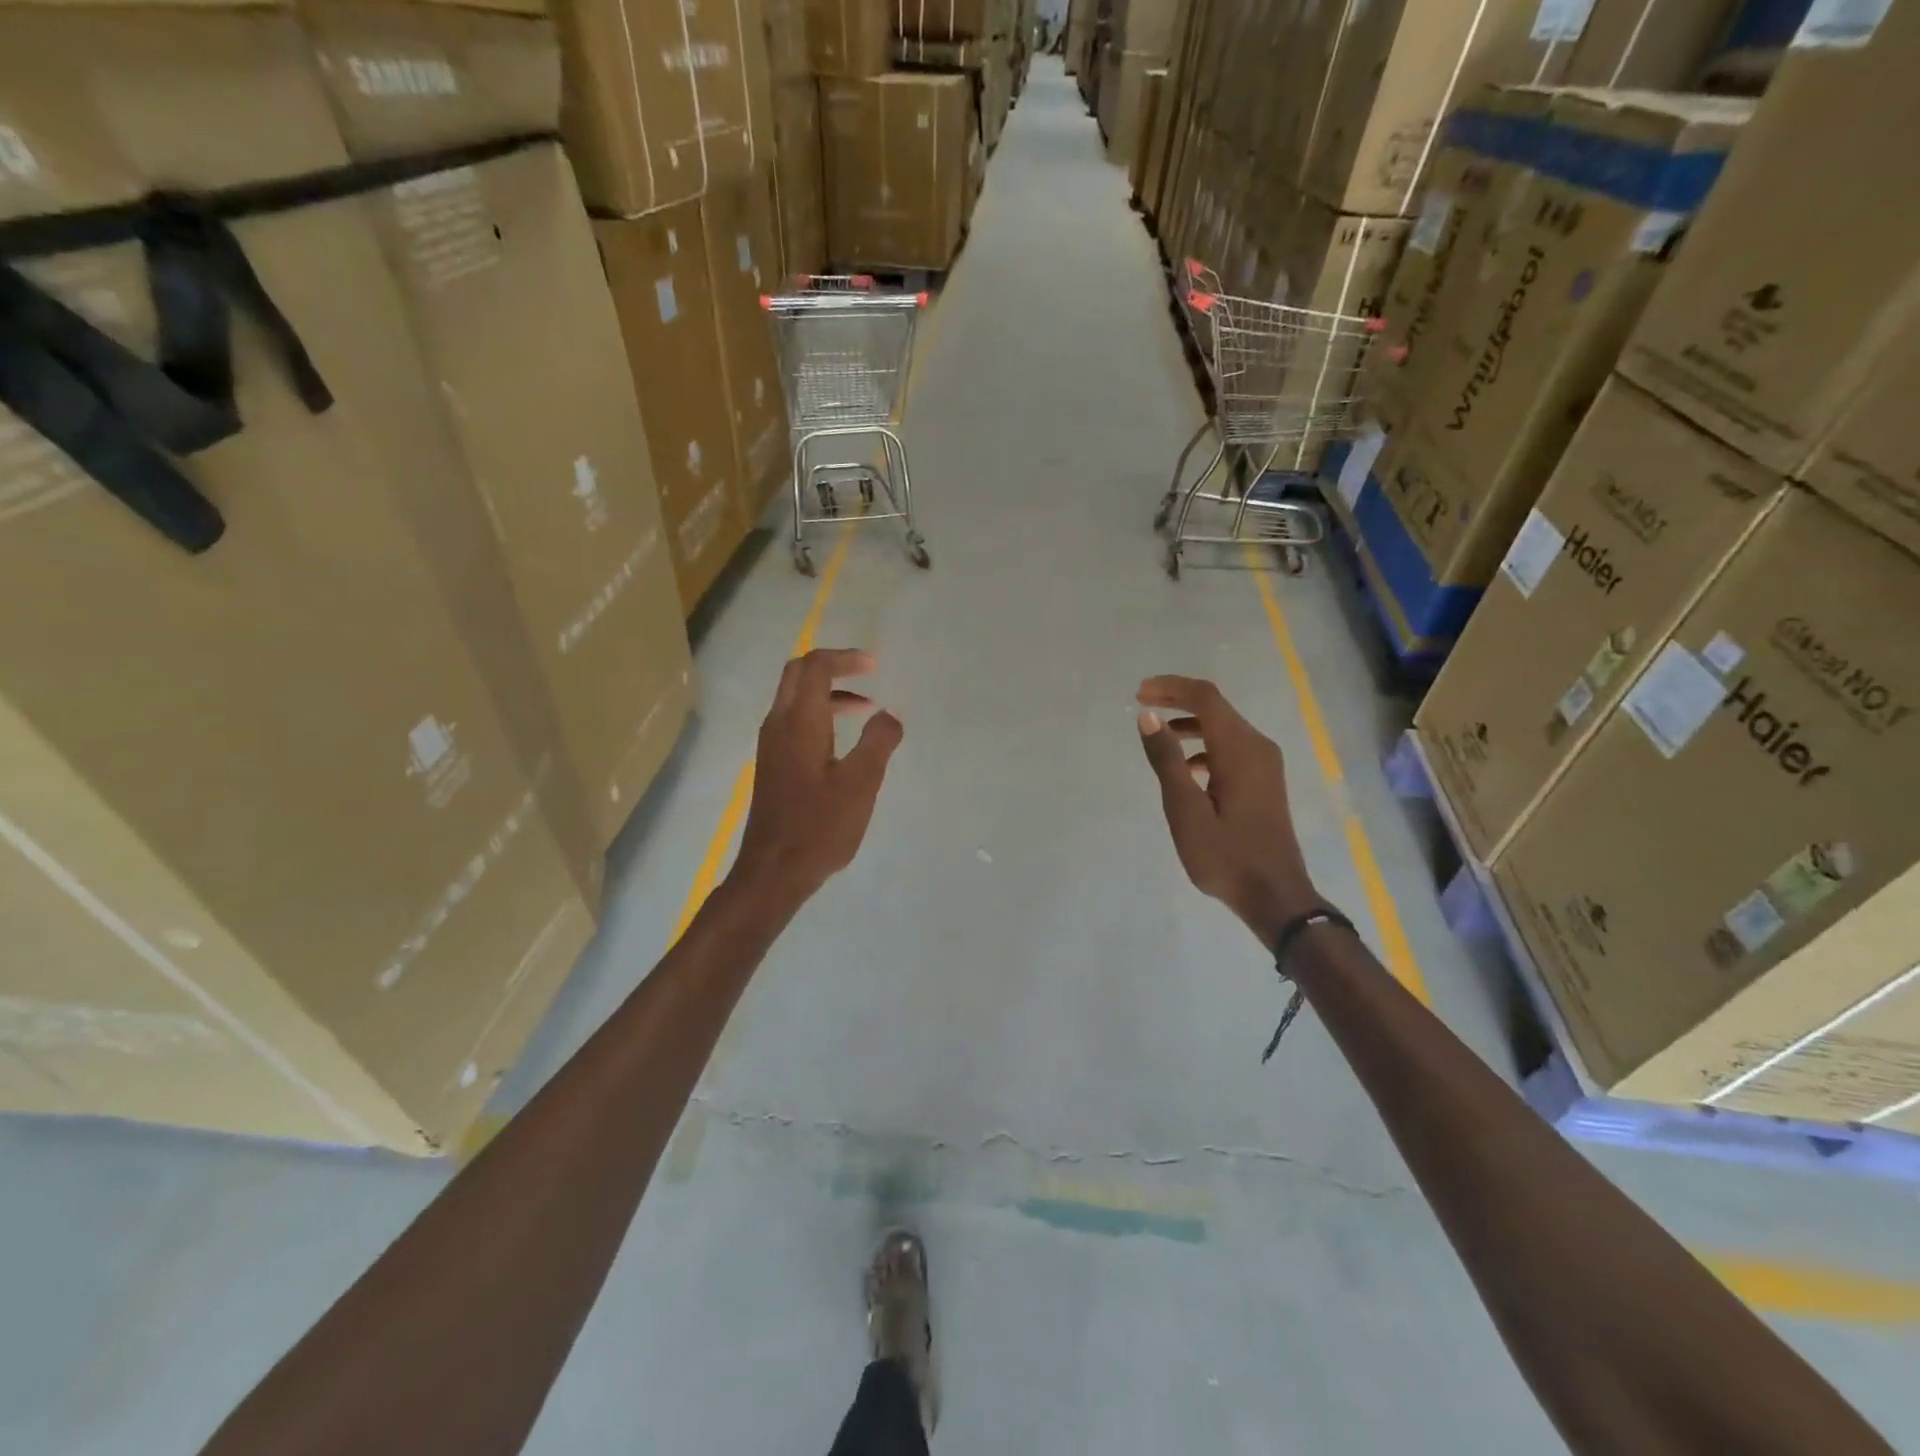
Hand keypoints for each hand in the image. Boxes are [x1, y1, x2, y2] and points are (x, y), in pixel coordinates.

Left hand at [731, 648, 902, 909]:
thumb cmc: (820, 825)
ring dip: (828, 693)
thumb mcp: (861, 783)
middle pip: (798, 674)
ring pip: (795, 698)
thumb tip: (890, 714)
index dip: (845, 658)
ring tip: (866, 710)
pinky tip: (843, 742)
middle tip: (866, 674)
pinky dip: (820, 714)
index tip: (875, 666)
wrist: (775, 869)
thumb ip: (879, 742)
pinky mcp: (773, 764)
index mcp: (800, 721)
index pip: (815, 666)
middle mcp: (779, 724)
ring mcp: (772, 745)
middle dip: (833, 666)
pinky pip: (793, 721)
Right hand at [1136, 676, 1320, 950]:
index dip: (1171, 688)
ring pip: (1224, 727)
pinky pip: (1231, 747)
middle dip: (1178, 700)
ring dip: (1190, 723)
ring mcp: (1264, 764)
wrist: (1275, 895)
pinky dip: (1204, 745)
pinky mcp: (1263, 781)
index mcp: (1239, 749)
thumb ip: (1166, 760)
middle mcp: (1257, 747)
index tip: (1139, 693)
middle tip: (1142, 705)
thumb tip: (1148, 716)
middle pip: (1216, 707)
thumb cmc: (1225, 855)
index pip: (1205, 698)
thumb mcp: (1186, 810)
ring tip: (1158, 735)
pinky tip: (1185, 768)